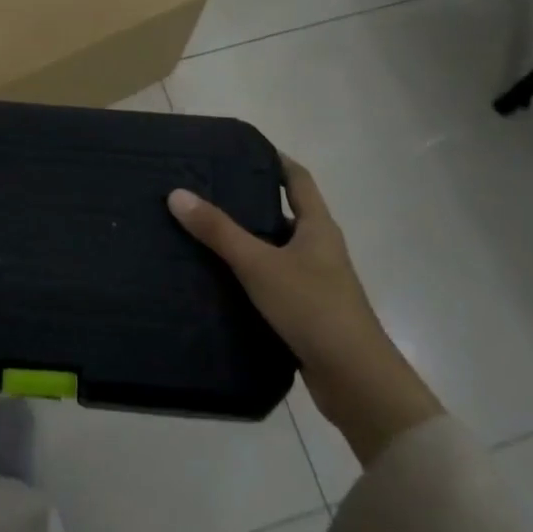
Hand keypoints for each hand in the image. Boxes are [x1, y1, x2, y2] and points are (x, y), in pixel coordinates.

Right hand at [168, 154, 440, 464]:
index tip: (242, 150)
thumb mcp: (259, 264)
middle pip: (284, 214)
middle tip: (207, 190)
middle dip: (249, 202)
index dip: (275, 161)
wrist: (355, 381)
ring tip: (203, 232)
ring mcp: (316, 282)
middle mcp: (320, 249)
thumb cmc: (313, 308)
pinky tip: (219, 279)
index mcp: (318, 227)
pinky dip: (249, 275)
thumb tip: (177, 193)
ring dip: (247, 241)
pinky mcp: (307, 313)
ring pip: (276, 250)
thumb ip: (218, 231)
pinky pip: (273, 282)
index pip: (297, 179)